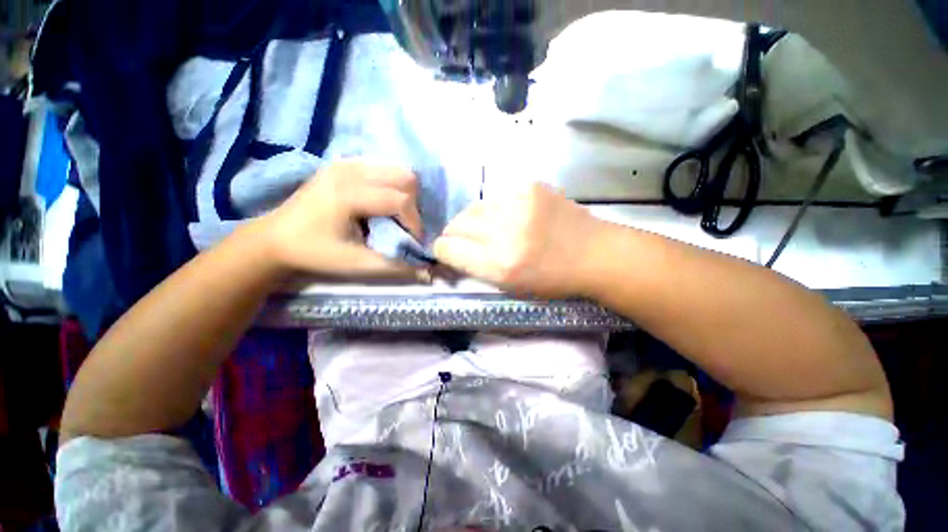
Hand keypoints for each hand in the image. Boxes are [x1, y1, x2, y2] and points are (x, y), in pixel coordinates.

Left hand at [261, 161, 426, 279]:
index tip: (412, 241)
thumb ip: (396, 266)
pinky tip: (380, 204)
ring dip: (404, 194)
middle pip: (405, 177)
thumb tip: (427, 270)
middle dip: (413, 204)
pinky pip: (382, 169)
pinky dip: (391, 186)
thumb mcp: (357, 264)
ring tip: (394, 216)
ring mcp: (345, 164)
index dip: (415, 222)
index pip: (401, 200)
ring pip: (396, 170)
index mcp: (349, 194)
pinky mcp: (343, 165)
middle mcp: (350, 171)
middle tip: (404, 225)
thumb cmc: (315, 253)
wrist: (274, 239)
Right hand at [433, 182, 603, 298]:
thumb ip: (476, 267)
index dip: (444, 251)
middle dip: (455, 234)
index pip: (448, 249)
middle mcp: (504, 233)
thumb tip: (451, 250)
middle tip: (468, 241)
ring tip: (492, 228)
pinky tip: (511, 216)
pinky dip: (495, 208)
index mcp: (499, 265)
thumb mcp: (510, 286)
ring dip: (474, 220)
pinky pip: (495, 197)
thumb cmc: (552, 280)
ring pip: (473, 208)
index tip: (449, 252)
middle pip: (456, 224)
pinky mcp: (529, 186)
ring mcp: (517, 204)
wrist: (595, 254)